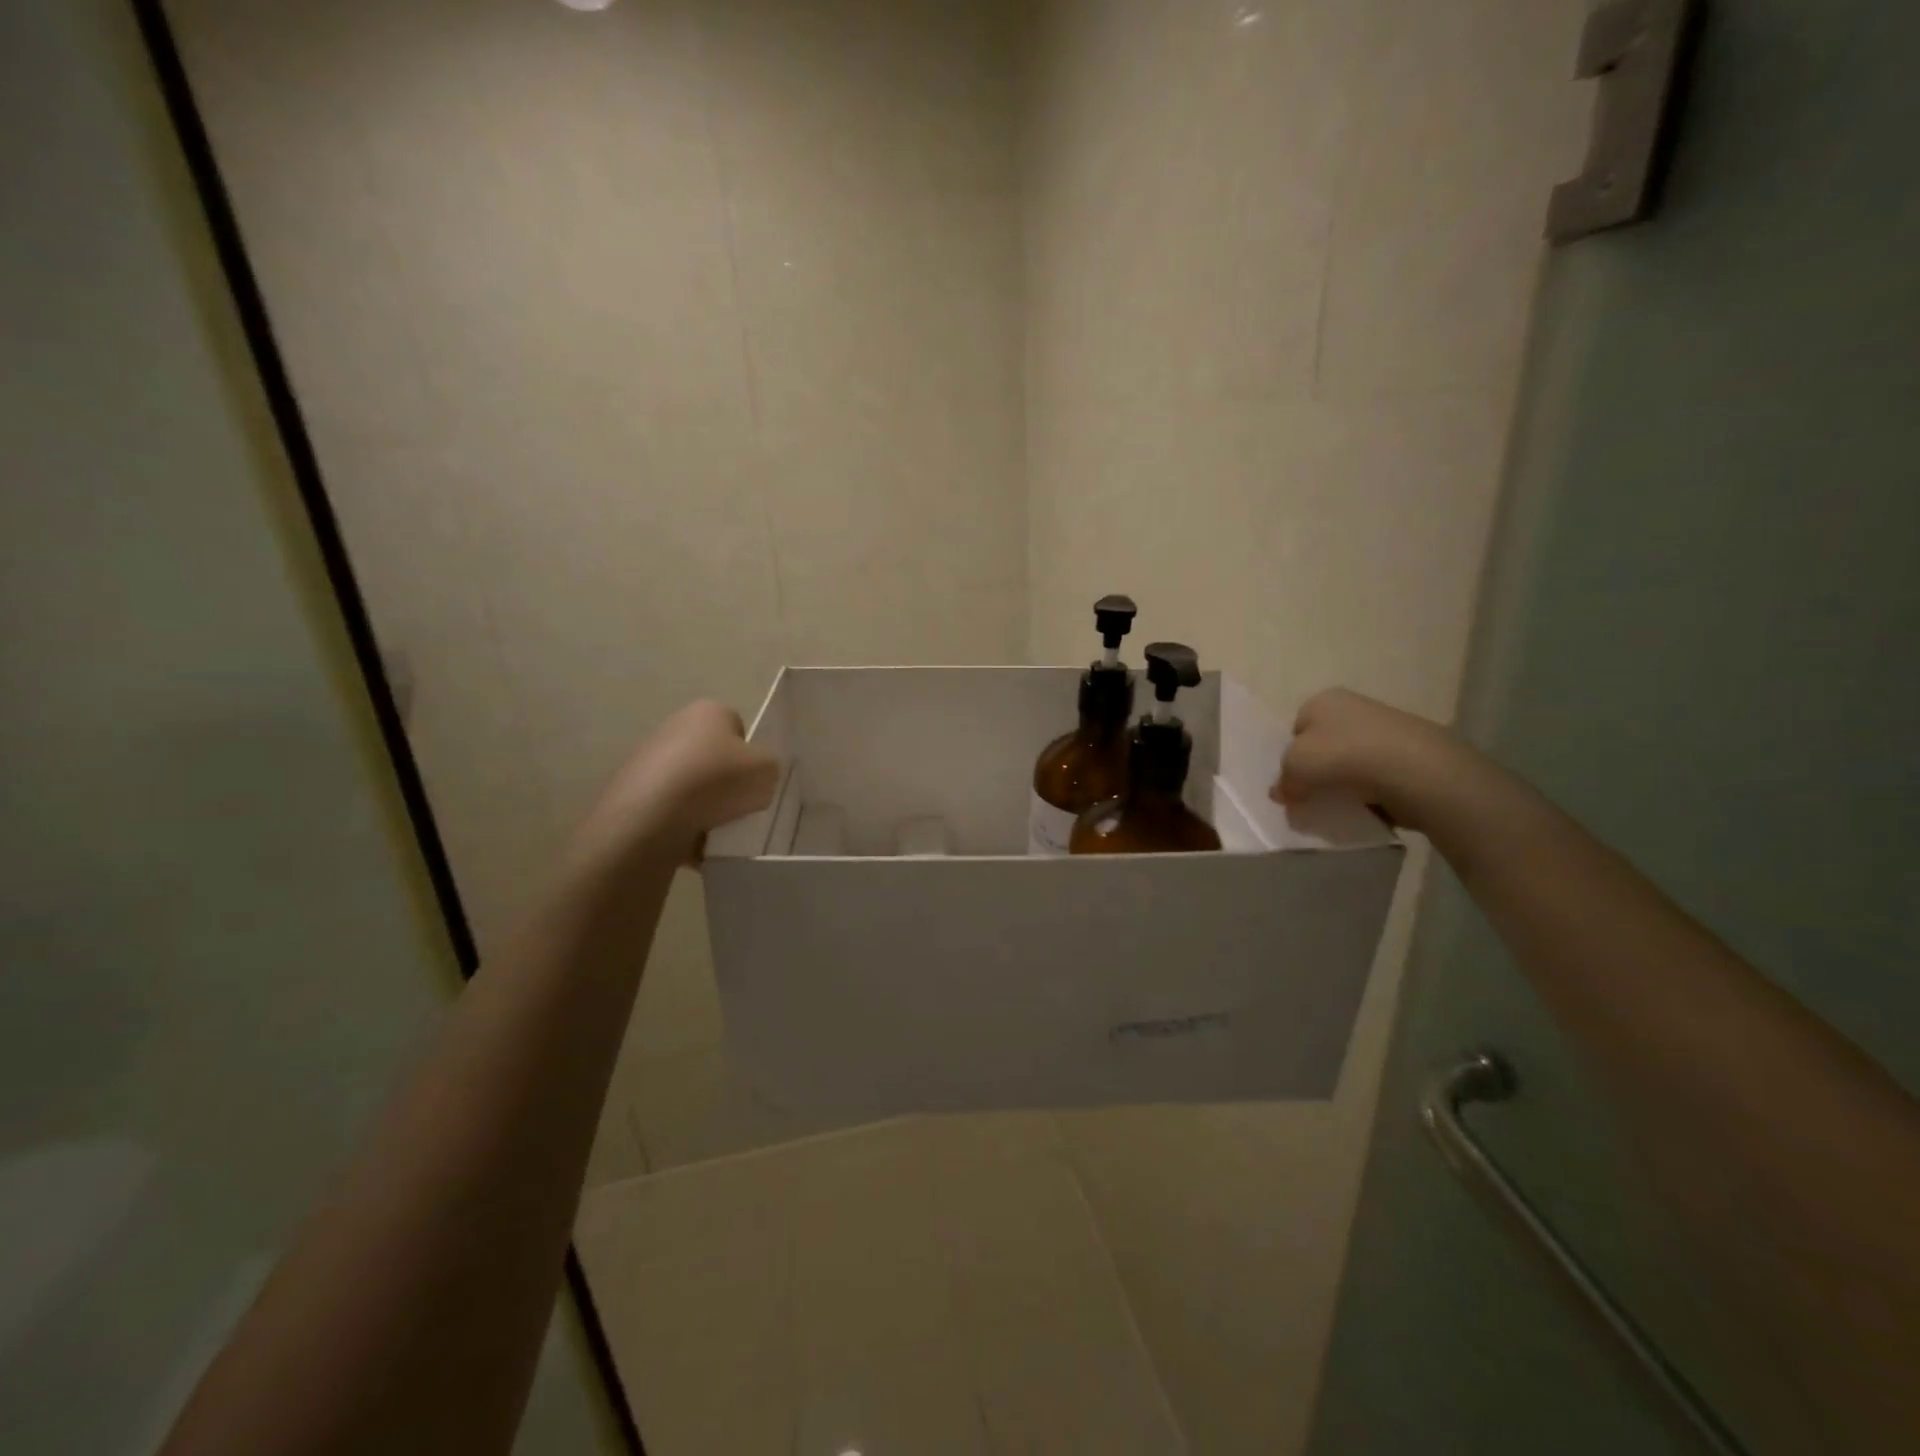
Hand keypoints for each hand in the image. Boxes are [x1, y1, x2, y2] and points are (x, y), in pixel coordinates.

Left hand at [576, 700, 779, 867]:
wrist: (652, 817)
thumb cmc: (716, 781)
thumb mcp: (767, 770)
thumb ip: (768, 768)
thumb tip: (754, 777)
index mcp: (708, 711)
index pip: (738, 728)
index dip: (749, 755)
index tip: (753, 780)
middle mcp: (674, 726)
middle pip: (712, 757)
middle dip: (724, 781)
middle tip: (738, 806)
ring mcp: (648, 759)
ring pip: (690, 785)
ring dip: (702, 805)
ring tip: (715, 829)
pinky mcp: (631, 792)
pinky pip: (669, 809)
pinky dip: (681, 825)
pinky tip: (691, 841)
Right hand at [1271, 688, 1466, 832]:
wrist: (1415, 770)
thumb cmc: (1342, 756)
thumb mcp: (1294, 767)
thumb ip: (1283, 781)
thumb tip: (1282, 793)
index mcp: (1322, 700)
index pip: (1296, 729)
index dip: (1290, 758)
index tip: (1293, 783)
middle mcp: (1353, 707)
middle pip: (1324, 745)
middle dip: (1317, 772)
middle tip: (1312, 798)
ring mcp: (1385, 729)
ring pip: (1350, 762)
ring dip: (1344, 784)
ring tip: (1342, 806)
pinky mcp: (1409, 754)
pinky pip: (1377, 776)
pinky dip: (1371, 792)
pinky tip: (1368, 807)